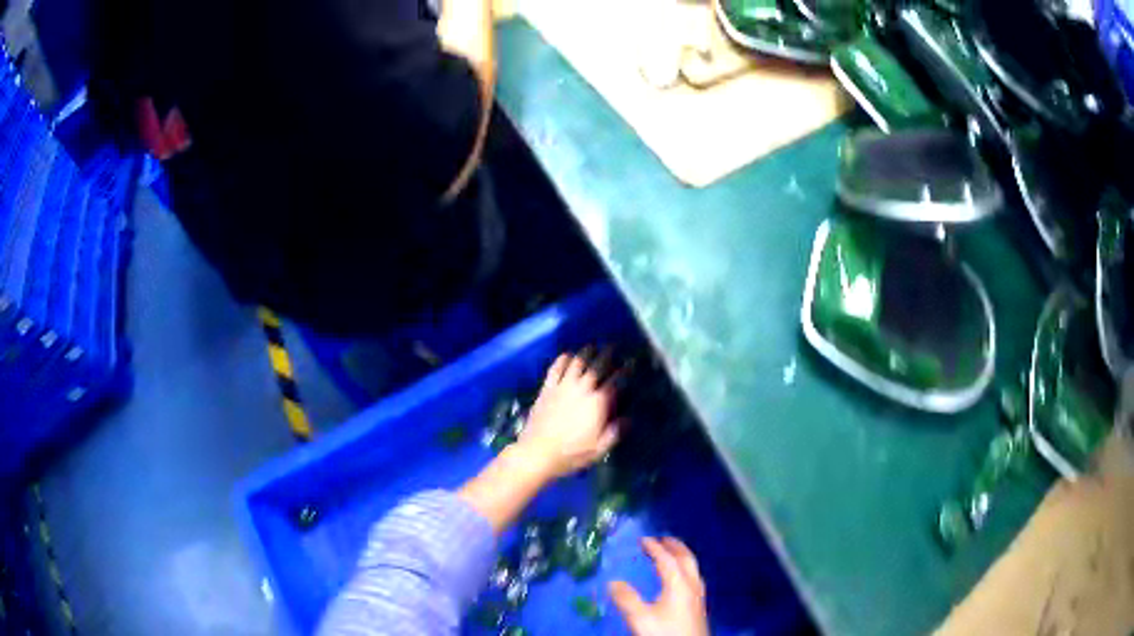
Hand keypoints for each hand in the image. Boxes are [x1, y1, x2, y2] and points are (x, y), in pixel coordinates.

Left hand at [516, 352, 620, 479]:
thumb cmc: (571, 453)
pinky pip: (555, 369)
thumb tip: (628, 418)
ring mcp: (563, 387)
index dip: (625, 371)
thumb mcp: (599, 449)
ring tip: (591, 346)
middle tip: (613, 346)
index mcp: (598, 404)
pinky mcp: (547, 389)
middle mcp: (582, 389)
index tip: (631, 362)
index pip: (615, 382)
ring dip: (586, 353)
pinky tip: (566, 355)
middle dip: (607, 355)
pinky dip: (562, 360)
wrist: (538, 452)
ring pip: (577, 363)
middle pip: (597, 366)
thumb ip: (615, 432)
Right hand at [610, 537, 708, 635]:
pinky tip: (680, 581)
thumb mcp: (640, 618)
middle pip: (687, 560)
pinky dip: (686, 570)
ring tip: (672, 555)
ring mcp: (698, 597)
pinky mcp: (699, 607)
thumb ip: (626, 599)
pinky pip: (694, 579)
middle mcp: (692, 586)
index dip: (655, 548)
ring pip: (693, 569)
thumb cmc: (664, 633)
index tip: (643, 539)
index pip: (667, 560)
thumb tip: (613, 581)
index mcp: (679, 584)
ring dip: (682, 558)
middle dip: (675, 547)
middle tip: (664, 538)